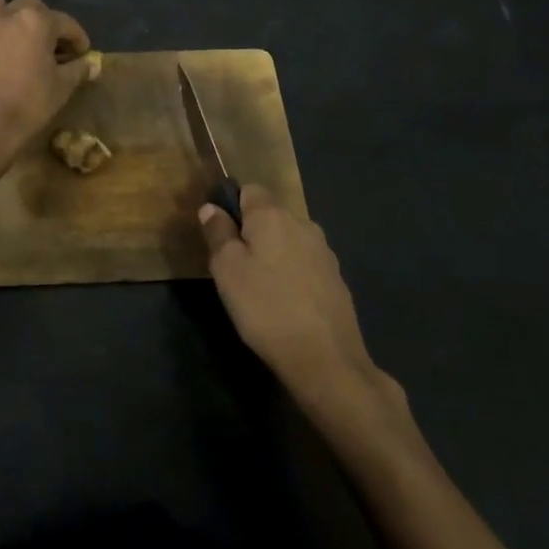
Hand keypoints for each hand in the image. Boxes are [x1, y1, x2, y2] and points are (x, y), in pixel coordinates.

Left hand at [0, 0, 92, 153]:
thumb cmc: (31, 103)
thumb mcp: (63, 87)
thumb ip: (78, 69)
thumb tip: (91, 64)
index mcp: (37, 22)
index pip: (66, 23)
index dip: (78, 38)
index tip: (83, 53)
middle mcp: (9, 16)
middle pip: (30, 5)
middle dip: (44, 19)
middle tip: (51, 43)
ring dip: (9, 15)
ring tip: (17, 35)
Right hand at [199, 186, 401, 418]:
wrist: (325, 358)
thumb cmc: (265, 307)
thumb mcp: (226, 269)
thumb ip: (218, 233)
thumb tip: (211, 207)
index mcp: (273, 215)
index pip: (249, 189)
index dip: (230, 206)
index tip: (219, 236)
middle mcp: (303, 224)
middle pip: (270, 215)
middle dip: (251, 232)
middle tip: (233, 266)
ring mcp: (324, 252)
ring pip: (288, 239)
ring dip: (272, 253)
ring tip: (258, 287)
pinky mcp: (337, 279)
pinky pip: (304, 263)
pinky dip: (291, 273)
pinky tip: (284, 301)